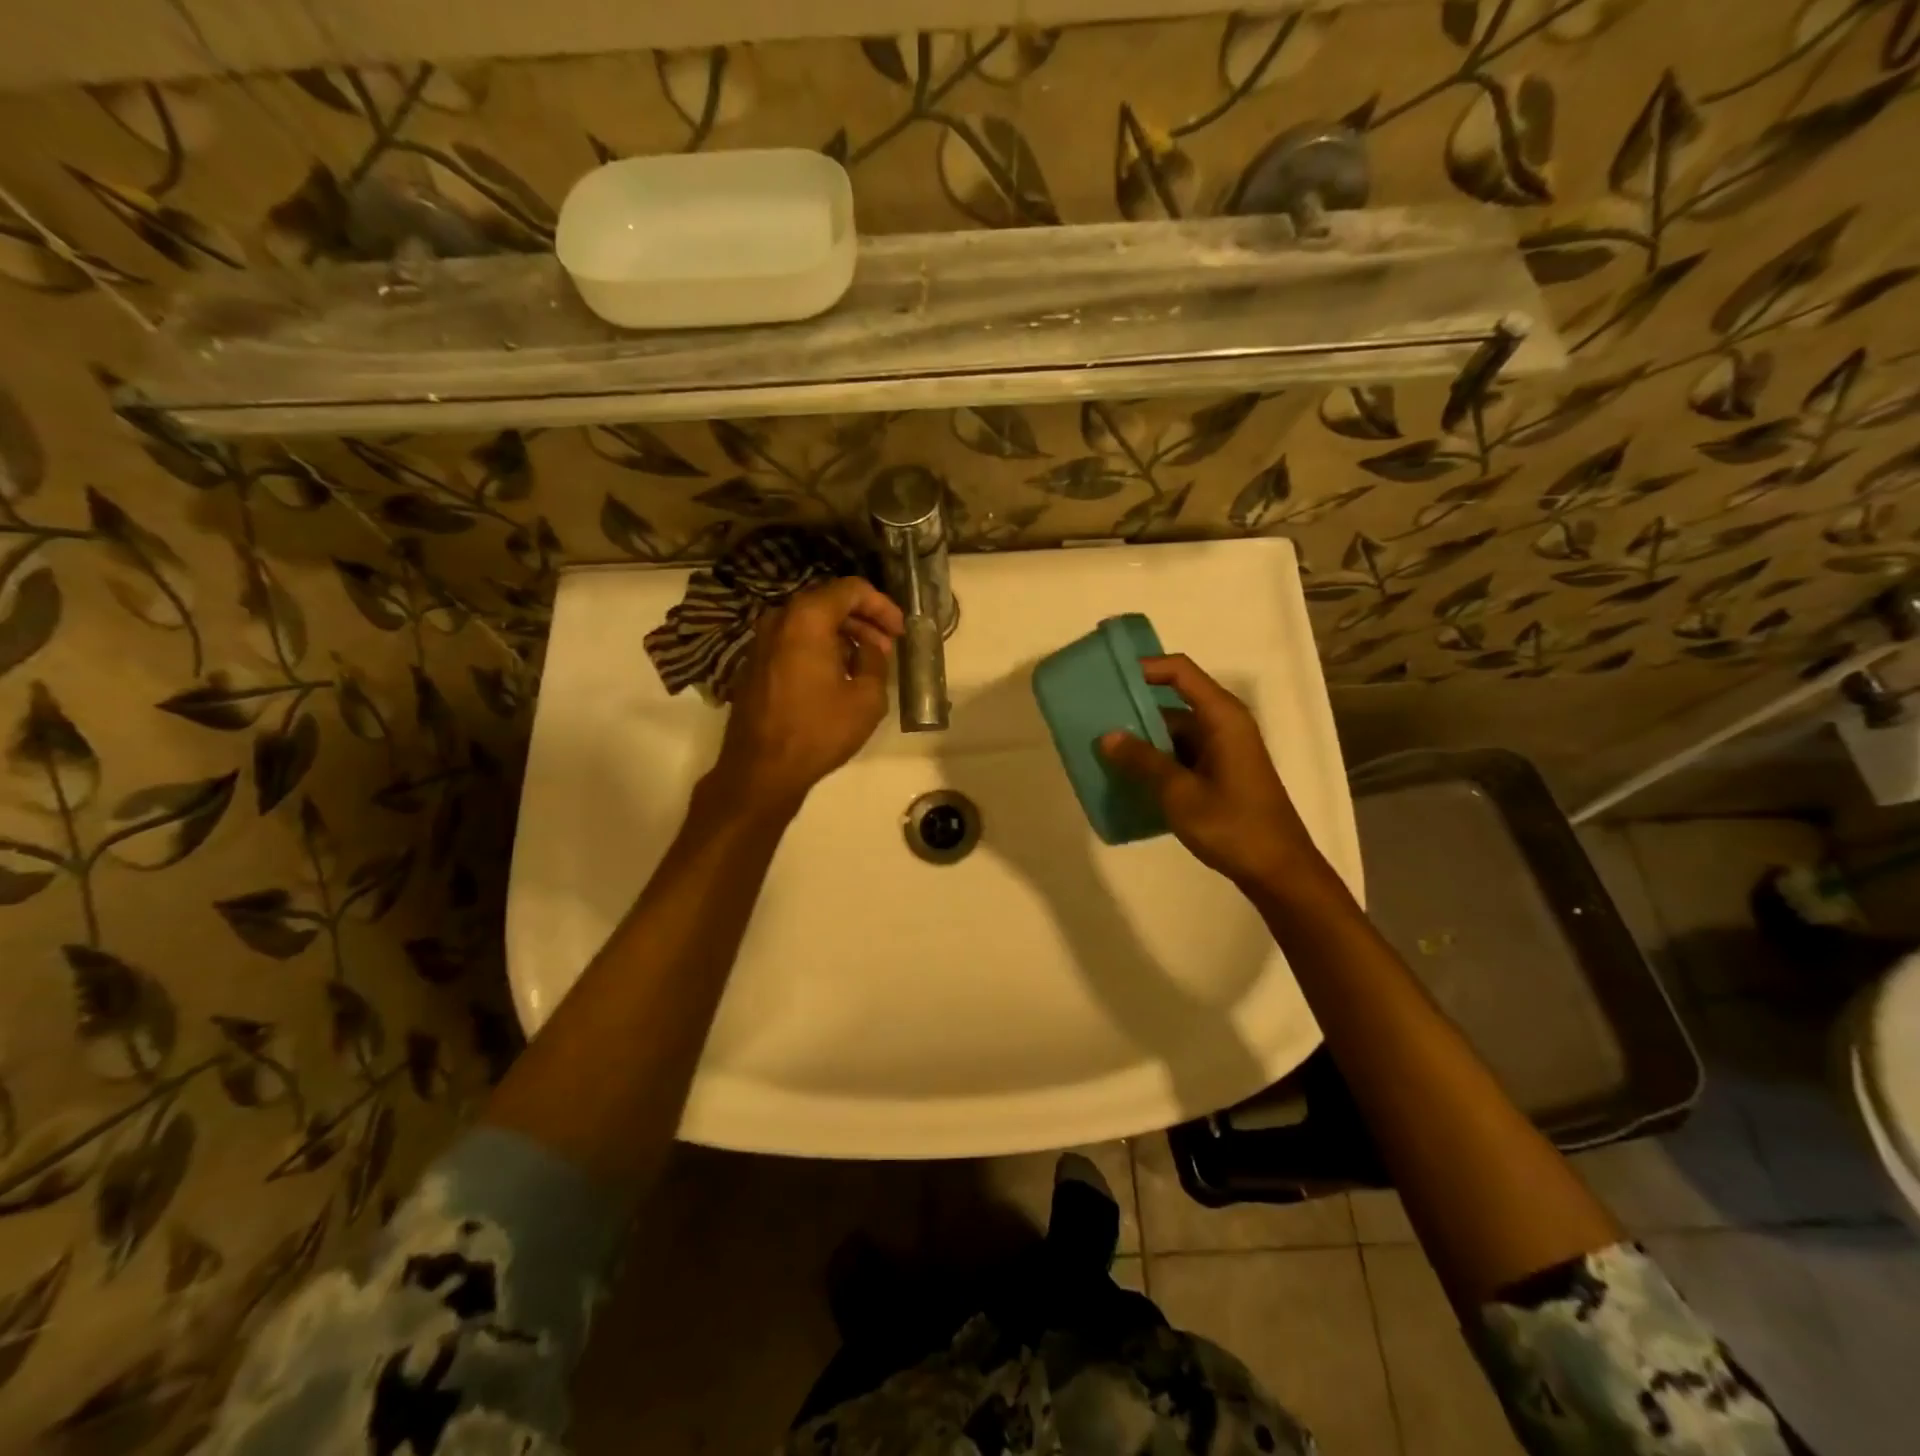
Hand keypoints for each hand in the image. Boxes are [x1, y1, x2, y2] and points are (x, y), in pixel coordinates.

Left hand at [708, 578, 904, 816]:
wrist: (761, 769)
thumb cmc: (818, 731)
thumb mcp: (867, 698)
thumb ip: (875, 661)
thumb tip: (870, 649)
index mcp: (807, 619)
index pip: (850, 589)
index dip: (881, 605)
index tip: (899, 631)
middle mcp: (779, 620)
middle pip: (828, 602)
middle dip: (863, 620)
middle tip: (886, 647)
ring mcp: (761, 641)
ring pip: (809, 623)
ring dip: (842, 636)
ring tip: (866, 664)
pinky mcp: (755, 664)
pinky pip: (794, 642)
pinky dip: (819, 648)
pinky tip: (837, 676)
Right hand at [1098, 655, 1323, 892]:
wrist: (1278, 871)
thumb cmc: (1232, 826)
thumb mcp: (1180, 793)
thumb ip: (1143, 761)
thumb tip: (1107, 736)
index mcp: (1222, 717)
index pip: (1179, 672)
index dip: (1145, 668)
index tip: (1108, 678)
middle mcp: (1223, 725)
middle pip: (1173, 702)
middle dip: (1134, 710)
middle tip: (1093, 719)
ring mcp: (1222, 750)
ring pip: (1173, 733)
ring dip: (1141, 740)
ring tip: (1101, 750)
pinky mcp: (1218, 773)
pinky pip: (1180, 755)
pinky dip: (1155, 761)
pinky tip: (1126, 777)